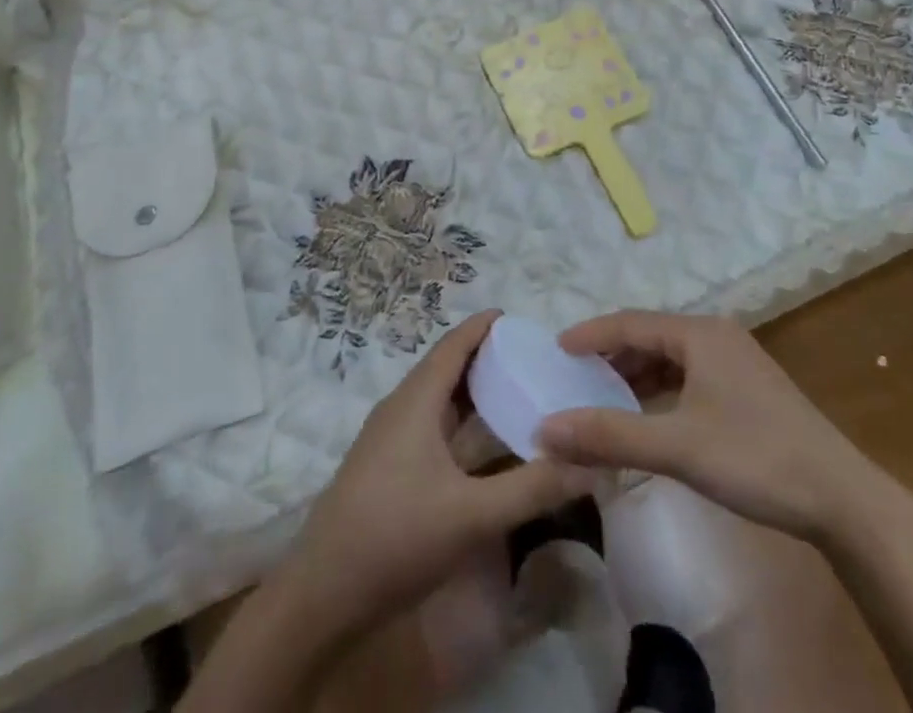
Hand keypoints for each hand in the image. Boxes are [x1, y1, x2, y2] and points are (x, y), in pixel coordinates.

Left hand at [278, 311, 596, 638]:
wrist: (322, 595)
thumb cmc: (396, 537)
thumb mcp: (473, 515)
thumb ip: (532, 488)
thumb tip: (590, 464)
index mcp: (415, 401)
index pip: (452, 346)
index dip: (482, 327)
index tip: (515, 317)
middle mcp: (399, 409)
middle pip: (445, 369)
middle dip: (483, 358)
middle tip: (528, 359)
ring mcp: (388, 440)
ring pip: (436, 400)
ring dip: (470, 392)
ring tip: (512, 393)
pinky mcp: (384, 468)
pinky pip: (429, 425)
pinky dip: (458, 422)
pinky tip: (480, 446)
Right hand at [537, 312, 882, 543]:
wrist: (844, 500)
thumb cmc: (756, 459)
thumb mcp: (677, 447)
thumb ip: (609, 436)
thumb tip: (546, 428)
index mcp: (699, 334)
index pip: (630, 323)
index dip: (591, 335)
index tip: (557, 351)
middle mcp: (717, 336)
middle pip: (651, 337)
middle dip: (612, 356)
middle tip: (576, 378)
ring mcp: (737, 362)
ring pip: (672, 359)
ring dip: (637, 376)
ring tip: (605, 398)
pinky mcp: (749, 390)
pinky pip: (690, 377)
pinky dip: (662, 391)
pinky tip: (651, 417)